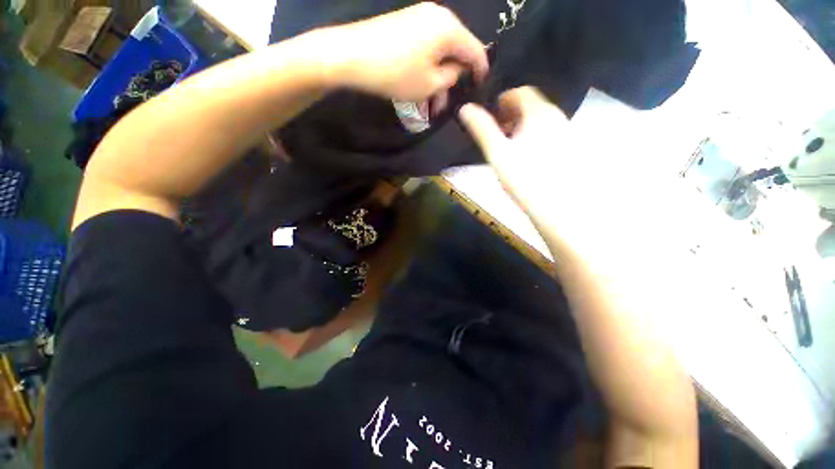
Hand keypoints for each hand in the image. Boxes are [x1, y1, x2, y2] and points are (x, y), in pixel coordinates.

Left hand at [322, 2, 487, 100]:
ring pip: (439, 53)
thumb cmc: (396, 73)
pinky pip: (426, 48)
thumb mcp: (431, 84)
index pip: (476, 50)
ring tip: (430, 105)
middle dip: (453, 81)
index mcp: (450, 28)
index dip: (480, 71)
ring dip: (437, 79)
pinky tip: (420, 87)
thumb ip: (452, 77)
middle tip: (445, 106)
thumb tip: (457, 69)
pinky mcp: (406, 24)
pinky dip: (427, 68)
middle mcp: (439, 16)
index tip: (481, 87)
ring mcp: (420, 17)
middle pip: (456, 51)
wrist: (352, 55)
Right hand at [458, 87, 570, 221]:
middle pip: (532, 105)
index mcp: (539, 112)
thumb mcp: (497, 153)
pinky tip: (526, 156)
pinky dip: (534, 136)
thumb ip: (482, 129)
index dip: (503, 100)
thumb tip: (465, 108)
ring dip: (522, 126)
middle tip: (497, 132)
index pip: (521, 92)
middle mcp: (557, 116)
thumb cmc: (523, 178)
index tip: (490, 115)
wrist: (556, 207)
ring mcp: (566, 132)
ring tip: (508, 145)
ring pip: (540, 120)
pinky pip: (549, 133)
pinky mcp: (569, 149)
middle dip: (512, 114)